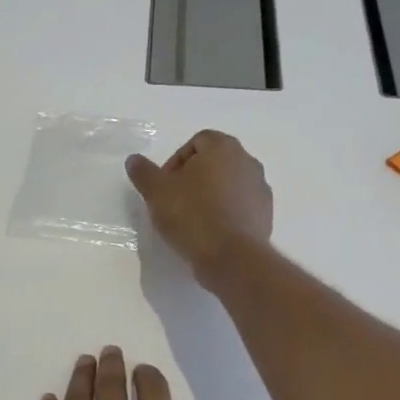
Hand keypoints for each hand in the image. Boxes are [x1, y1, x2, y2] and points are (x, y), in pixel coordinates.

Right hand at [125, 131, 272, 287]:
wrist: (232, 257)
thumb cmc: (192, 216)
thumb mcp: (157, 193)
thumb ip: (144, 173)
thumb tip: (134, 159)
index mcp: (223, 147)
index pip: (197, 142)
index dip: (176, 162)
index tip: (164, 186)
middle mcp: (247, 161)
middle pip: (215, 163)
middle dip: (194, 178)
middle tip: (175, 202)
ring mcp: (260, 188)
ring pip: (229, 185)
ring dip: (211, 196)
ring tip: (192, 221)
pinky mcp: (265, 214)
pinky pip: (240, 206)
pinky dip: (225, 214)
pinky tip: (211, 234)